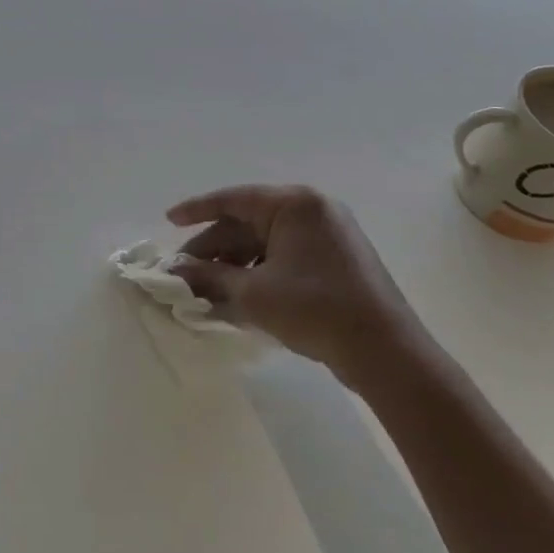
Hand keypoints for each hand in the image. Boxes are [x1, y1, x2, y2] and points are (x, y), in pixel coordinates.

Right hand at [168, 184, 428, 392]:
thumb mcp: (253, 293)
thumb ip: (210, 277)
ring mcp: (328, 237)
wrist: (385, 353)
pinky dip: (258, 273)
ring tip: (204, 290)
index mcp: (295, 204)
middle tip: (183, 272)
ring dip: (233, 265)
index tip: (168, 221)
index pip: (234, 199)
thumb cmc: (315, 309)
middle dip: (213, 249)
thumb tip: (176, 273)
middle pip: (248, 224)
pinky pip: (284, 258)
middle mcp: (312, 211)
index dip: (197, 210)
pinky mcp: (335, 262)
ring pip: (265, 244)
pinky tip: (235, 297)